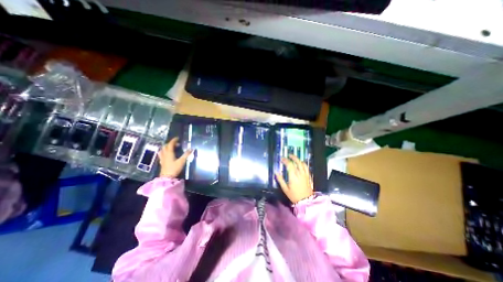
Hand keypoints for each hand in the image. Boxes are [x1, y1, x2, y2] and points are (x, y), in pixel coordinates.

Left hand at [158, 137, 192, 178]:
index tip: (178, 138)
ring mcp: (162, 158)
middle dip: (171, 143)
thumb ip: (186, 154)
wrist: (167, 177)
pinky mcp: (162, 162)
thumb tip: (191, 148)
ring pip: (162, 150)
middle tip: (177, 144)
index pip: (170, 144)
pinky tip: (167, 154)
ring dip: (167, 147)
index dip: (174, 140)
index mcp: (169, 153)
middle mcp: (165, 154)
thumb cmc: (174, 168)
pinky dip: (164, 152)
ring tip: (172, 148)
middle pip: (166, 146)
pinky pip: (161, 154)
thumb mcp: (182, 161)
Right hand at [275, 155, 312, 203]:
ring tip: (294, 157)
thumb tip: (276, 172)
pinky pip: (306, 167)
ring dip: (298, 159)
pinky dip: (303, 163)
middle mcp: (300, 173)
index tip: (282, 159)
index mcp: (293, 176)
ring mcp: (305, 174)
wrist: (306, 201)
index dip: (285, 160)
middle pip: (297, 162)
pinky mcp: (308, 176)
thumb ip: (280, 180)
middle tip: (289, 155)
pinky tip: (301, 163)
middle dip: (292, 157)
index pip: (289, 165)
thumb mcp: (285, 189)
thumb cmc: (294, 195)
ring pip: (302, 164)